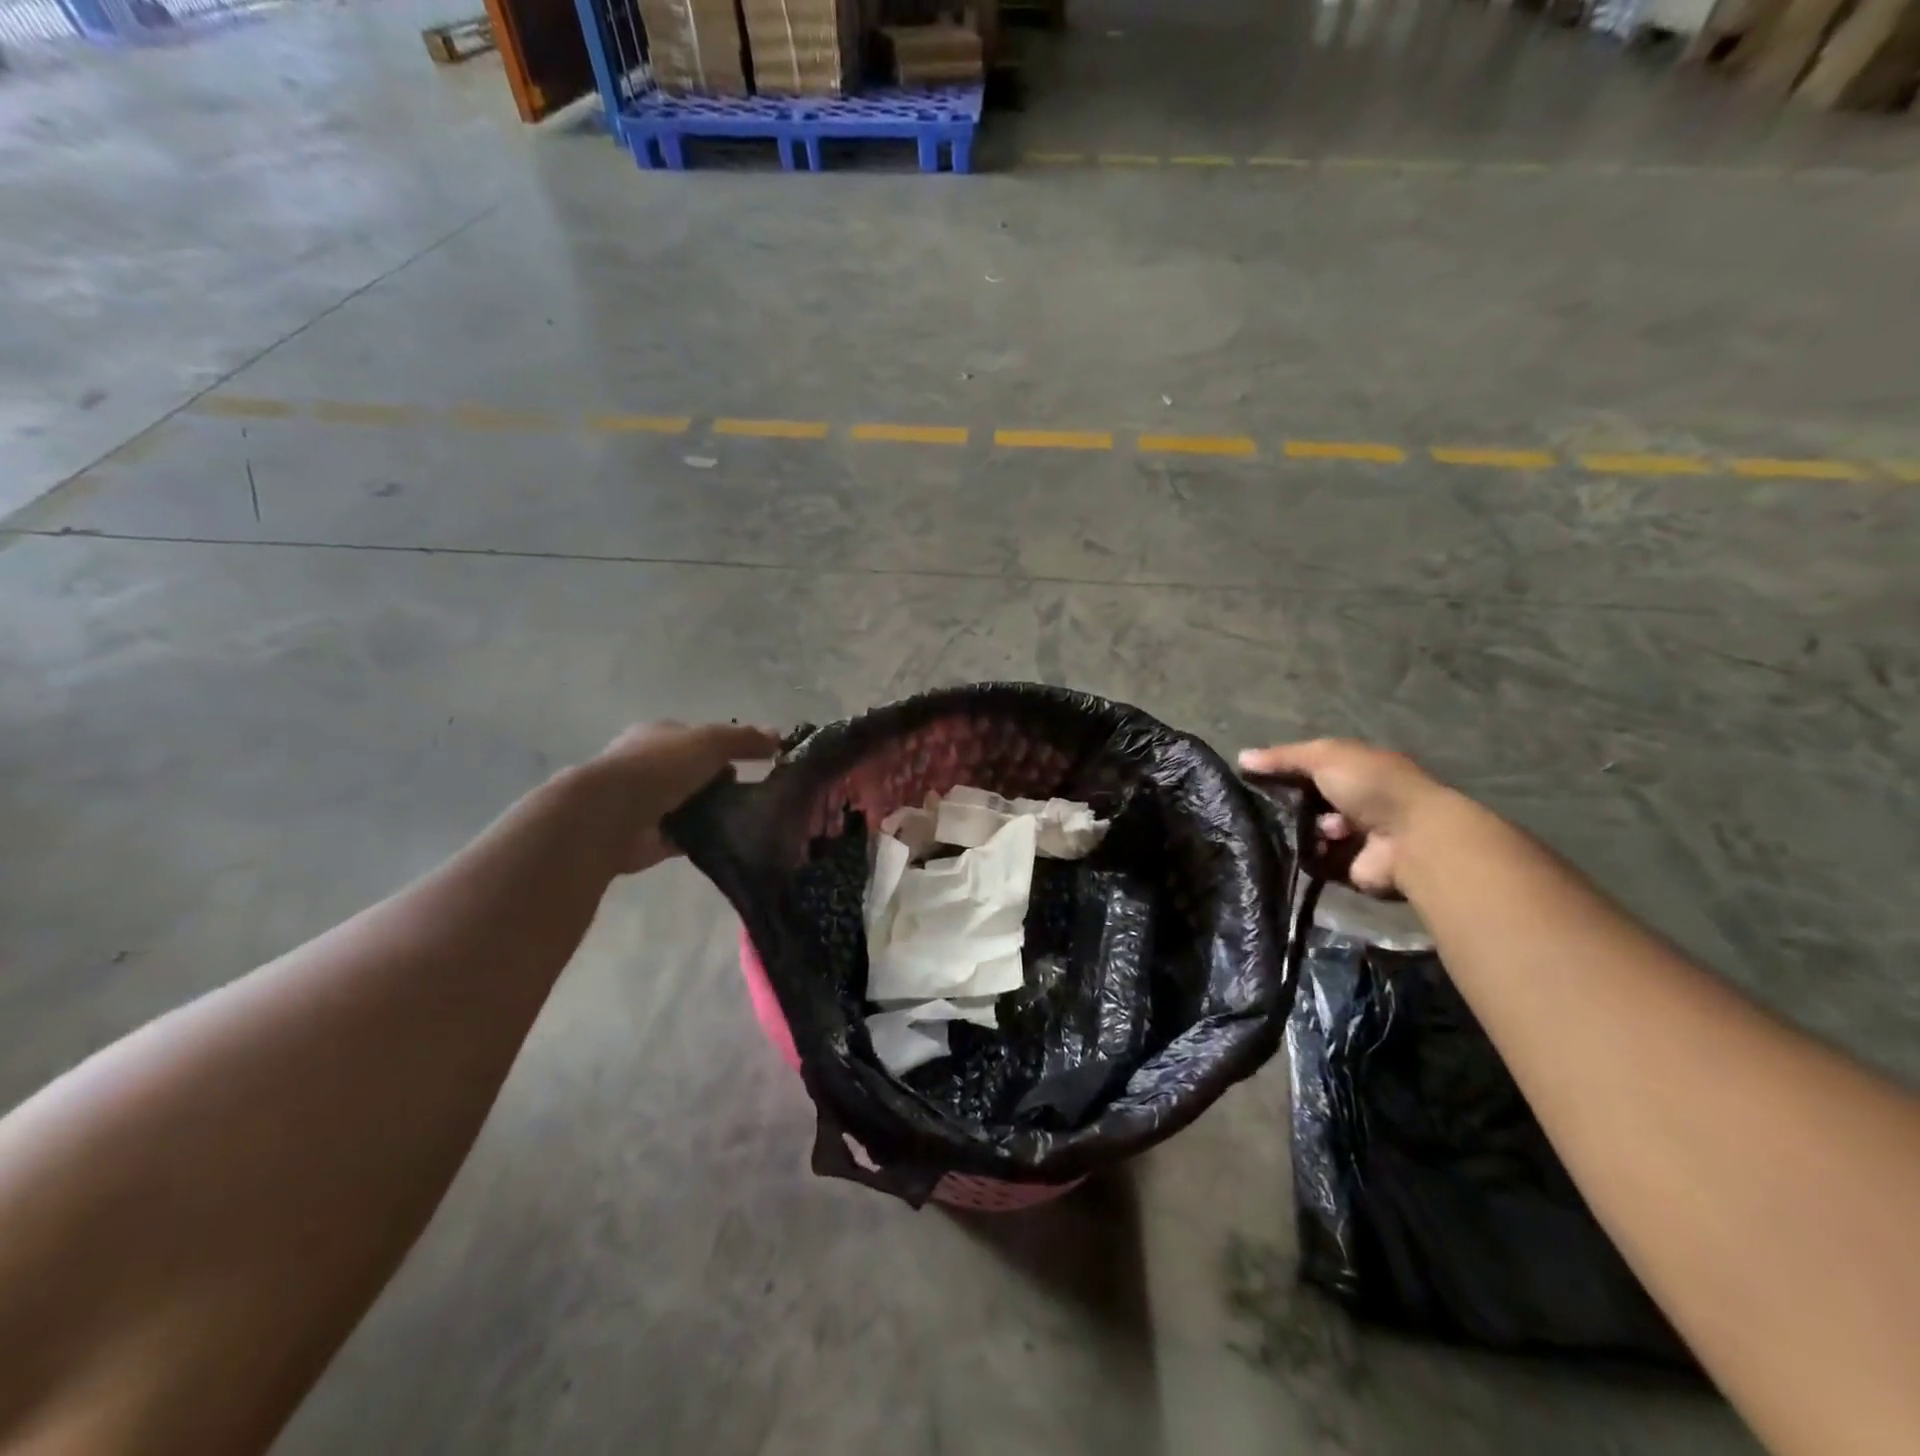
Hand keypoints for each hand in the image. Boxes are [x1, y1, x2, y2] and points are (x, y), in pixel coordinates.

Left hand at [585, 721, 781, 873]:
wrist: (610, 816)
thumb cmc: (660, 766)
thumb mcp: (710, 741)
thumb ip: (744, 739)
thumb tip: (778, 736)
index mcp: (660, 735)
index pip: (700, 738)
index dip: (730, 747)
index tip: (760, 761)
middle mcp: (652, 766)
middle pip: (698, 772)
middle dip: (725, 781)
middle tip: (758, 793)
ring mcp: (650, 803)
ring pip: (694, 804)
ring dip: (717, 811)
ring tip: (752, 819)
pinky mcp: (653, 837)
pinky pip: (689, 835)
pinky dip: (708, 837)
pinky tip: (734, 841)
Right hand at [1238, 739, 1448, 898]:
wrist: (1410, 837)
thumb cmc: (1370, 785)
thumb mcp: (1324, 756)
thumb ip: (1282, 757)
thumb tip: (1240, 757)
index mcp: (1354, 769)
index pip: (1309, 767)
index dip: (1282, 769)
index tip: (1252, 775)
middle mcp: (1354, 800)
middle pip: (1305, 800)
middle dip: (1287, 802)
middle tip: (1265, 804)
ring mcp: (1352, 835)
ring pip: (1306, 830)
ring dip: (1301, 828)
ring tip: (1305, 828)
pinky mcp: (1346, 866)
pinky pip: (1313, 859)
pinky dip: (1308, 854)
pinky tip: (1310, 848)